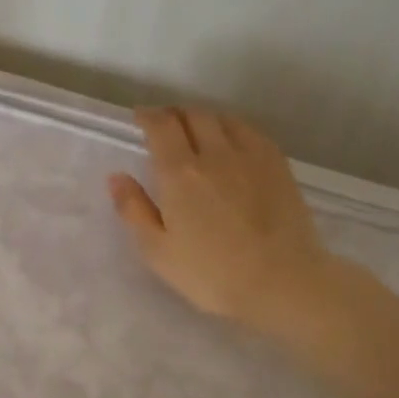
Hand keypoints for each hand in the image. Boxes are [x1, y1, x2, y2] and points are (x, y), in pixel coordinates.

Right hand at [108, 105, 331, 333]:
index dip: (148, 116)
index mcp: (180, 173)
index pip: (161, 126)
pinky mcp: (278, 165)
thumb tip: (116, 177)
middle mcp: (215, 153)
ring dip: (204, 118)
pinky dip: (233, 128)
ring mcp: (251, 156)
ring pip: (223, 119)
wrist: (282, 283)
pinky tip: (232, 143)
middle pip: (193, 115)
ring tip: (196, 132)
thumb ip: (134, 210)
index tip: (140, 119)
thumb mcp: (158, 251)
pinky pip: (251, 131)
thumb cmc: (211, 274)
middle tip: (165, 126)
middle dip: (174, 114)